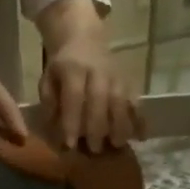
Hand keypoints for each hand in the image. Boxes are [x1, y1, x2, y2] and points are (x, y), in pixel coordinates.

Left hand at [40, 35, 139, 151]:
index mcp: (73, 69)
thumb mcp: (48, 80)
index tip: (70, 144)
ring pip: (121, 100)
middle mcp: (97, 71)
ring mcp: (116, 76)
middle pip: (101, 99)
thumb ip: (50, 104)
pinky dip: (140, 119)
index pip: (74, 96)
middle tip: (95, 149)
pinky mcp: (129, 81)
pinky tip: (141, 136)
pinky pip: (136, 100)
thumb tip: (55, 131)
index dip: (72, 121)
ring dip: (121, 124)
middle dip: (98, 127)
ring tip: (118, 144)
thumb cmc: (62, 67)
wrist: (83, 39)